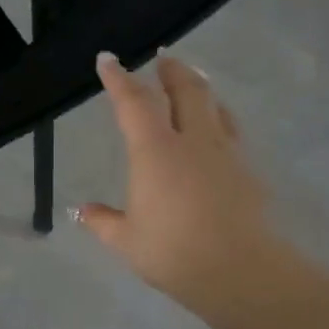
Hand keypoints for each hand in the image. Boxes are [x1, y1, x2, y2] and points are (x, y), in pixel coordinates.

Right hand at [76, 53, 278, 320]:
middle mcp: (192, 141)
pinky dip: (219, 119)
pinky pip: (231, 131)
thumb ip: (102, 221)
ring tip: (193, 83)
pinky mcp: (248, 171)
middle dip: (171, 71)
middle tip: (163, 58)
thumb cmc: (173, 251)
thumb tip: (80, 211)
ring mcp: (225, 154)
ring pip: (215, 106)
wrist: (240, 270)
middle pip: (186, 90)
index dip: (119, 78)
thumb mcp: (126, 240)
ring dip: (200, 88)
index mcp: (155, 151)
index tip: (108, 60)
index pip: (134, 102)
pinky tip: (217, 130)